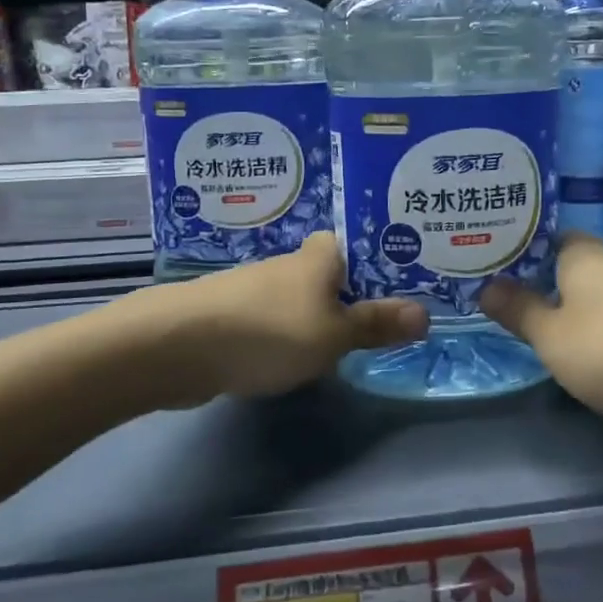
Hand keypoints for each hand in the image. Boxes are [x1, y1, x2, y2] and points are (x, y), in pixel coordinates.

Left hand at [156, 234, 427, 404]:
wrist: (177, 346)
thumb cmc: (270, 330)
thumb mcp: (334, 334)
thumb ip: (376, 325)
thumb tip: (425, 314)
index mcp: (320, 256)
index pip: (358, 243)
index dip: (381, 259)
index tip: (408, 280)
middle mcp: (289, 264)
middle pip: (333, 273)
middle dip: (356, 293)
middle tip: (391, 319)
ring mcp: (258, 290)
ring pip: (304, 299)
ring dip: (323, 317)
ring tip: (354, 343)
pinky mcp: (234, 316)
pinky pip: (277, 321)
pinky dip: (292, 335)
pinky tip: (300, 358)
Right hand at [480, 234, 602, 435]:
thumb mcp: (551, 339)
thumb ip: (519, 311)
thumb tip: (486, 286)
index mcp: (586, 256)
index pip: (554, 239)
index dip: (534, 257)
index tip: (517, 280)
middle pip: (587, 263)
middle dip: (566, 286)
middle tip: (545, 316)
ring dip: (602, 307)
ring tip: (586, 341)